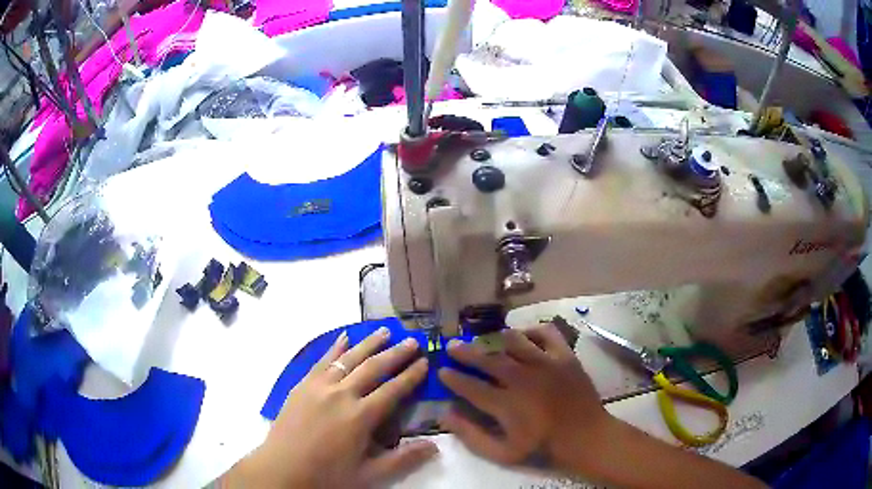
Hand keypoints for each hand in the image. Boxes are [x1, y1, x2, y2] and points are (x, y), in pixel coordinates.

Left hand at [225, 327, 437, 487]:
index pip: (393, 390)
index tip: (425, 361)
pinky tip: (344, 337)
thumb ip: (402, 459)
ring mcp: (319, 387)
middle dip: (396, 353)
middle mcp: (341, 394)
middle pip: (373, 368)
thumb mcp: (369, 474)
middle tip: (413, 340)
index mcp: (360, 416)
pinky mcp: (302, 385)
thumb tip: (435, 446)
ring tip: (384, 331)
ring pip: (348, 358)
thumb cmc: (328, 475)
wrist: (282, 470)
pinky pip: (322, 361)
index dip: (411, 375)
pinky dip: (335, 347)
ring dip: (368, 343)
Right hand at [438, 323, 609, 471]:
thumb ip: (471, 435)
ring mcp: (545, 363)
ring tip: (486, 340)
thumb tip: (446, 415)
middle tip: (452, 345)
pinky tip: (524, 336)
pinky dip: (532, 330)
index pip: (470, 386)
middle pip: (487, 359)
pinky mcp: (565, 356)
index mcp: (506, 404)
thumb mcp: (502, 453)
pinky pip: (546, 333)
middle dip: (465, 352)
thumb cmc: (543, 447)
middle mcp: (522, 378)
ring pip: (514, 341)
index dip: (452, 377)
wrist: (586, 436)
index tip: (441, 371)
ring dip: (495, 339)